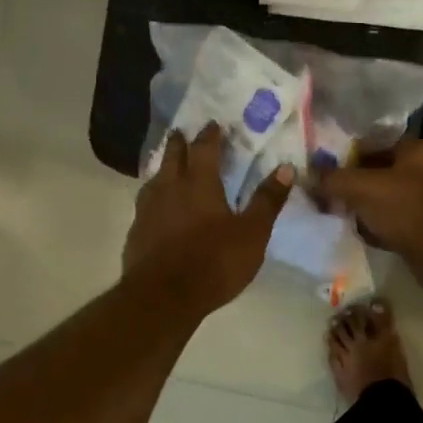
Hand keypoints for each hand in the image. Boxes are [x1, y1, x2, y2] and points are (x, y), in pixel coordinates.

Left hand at [124, 125, 294, 315]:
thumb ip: (267, 200)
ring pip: (154, 179)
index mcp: (199, 183)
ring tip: (167, 167)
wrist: (163, 297)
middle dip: (179, 143)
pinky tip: (157, 208)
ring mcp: (147, 210)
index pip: (204, 149)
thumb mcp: (252, 233)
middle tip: (181, 133)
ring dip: (163, 168)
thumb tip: (286, 167)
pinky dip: (154, 198)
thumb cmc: (213, 262)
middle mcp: (169, 188)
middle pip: (173, 157)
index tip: (214, 124)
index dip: (210, 135)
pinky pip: (145, 205)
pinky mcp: (136, 233)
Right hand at [315, 139, 422, 295]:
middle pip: (379, 173)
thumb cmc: (405, 207)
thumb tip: (310, 177)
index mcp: (417, 149)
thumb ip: (333, 179)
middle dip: (354, 186)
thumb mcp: (361, 187)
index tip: (324, 172)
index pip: (373, 144)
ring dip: (365, 210)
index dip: (346, 157)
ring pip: (386, 200)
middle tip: (328, 197)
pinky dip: (379, 229)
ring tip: (340, 217)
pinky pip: (395, 223)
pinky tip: (362, 236)